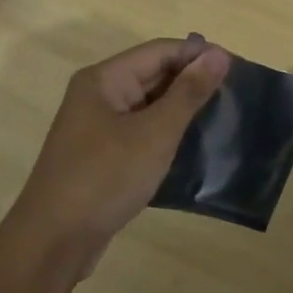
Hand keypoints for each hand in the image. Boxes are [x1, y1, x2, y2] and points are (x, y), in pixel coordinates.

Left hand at [8, 36, 231, 272]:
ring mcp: (97, 127)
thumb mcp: (154, 133)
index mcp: (104, 79)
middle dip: (191, 82)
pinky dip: (165, 134)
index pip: (160, 51)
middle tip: (236, 96)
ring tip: (222, 118)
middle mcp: (97, 95)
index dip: (198, 55)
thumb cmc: (105, 178)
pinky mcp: (101, 155)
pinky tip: (193, 146)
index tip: (238, 68)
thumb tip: (219, 54)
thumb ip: (188, 93)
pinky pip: (140, 132)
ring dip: (181, 109)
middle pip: (152, 75)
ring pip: (148, 106)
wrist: (54, 241)